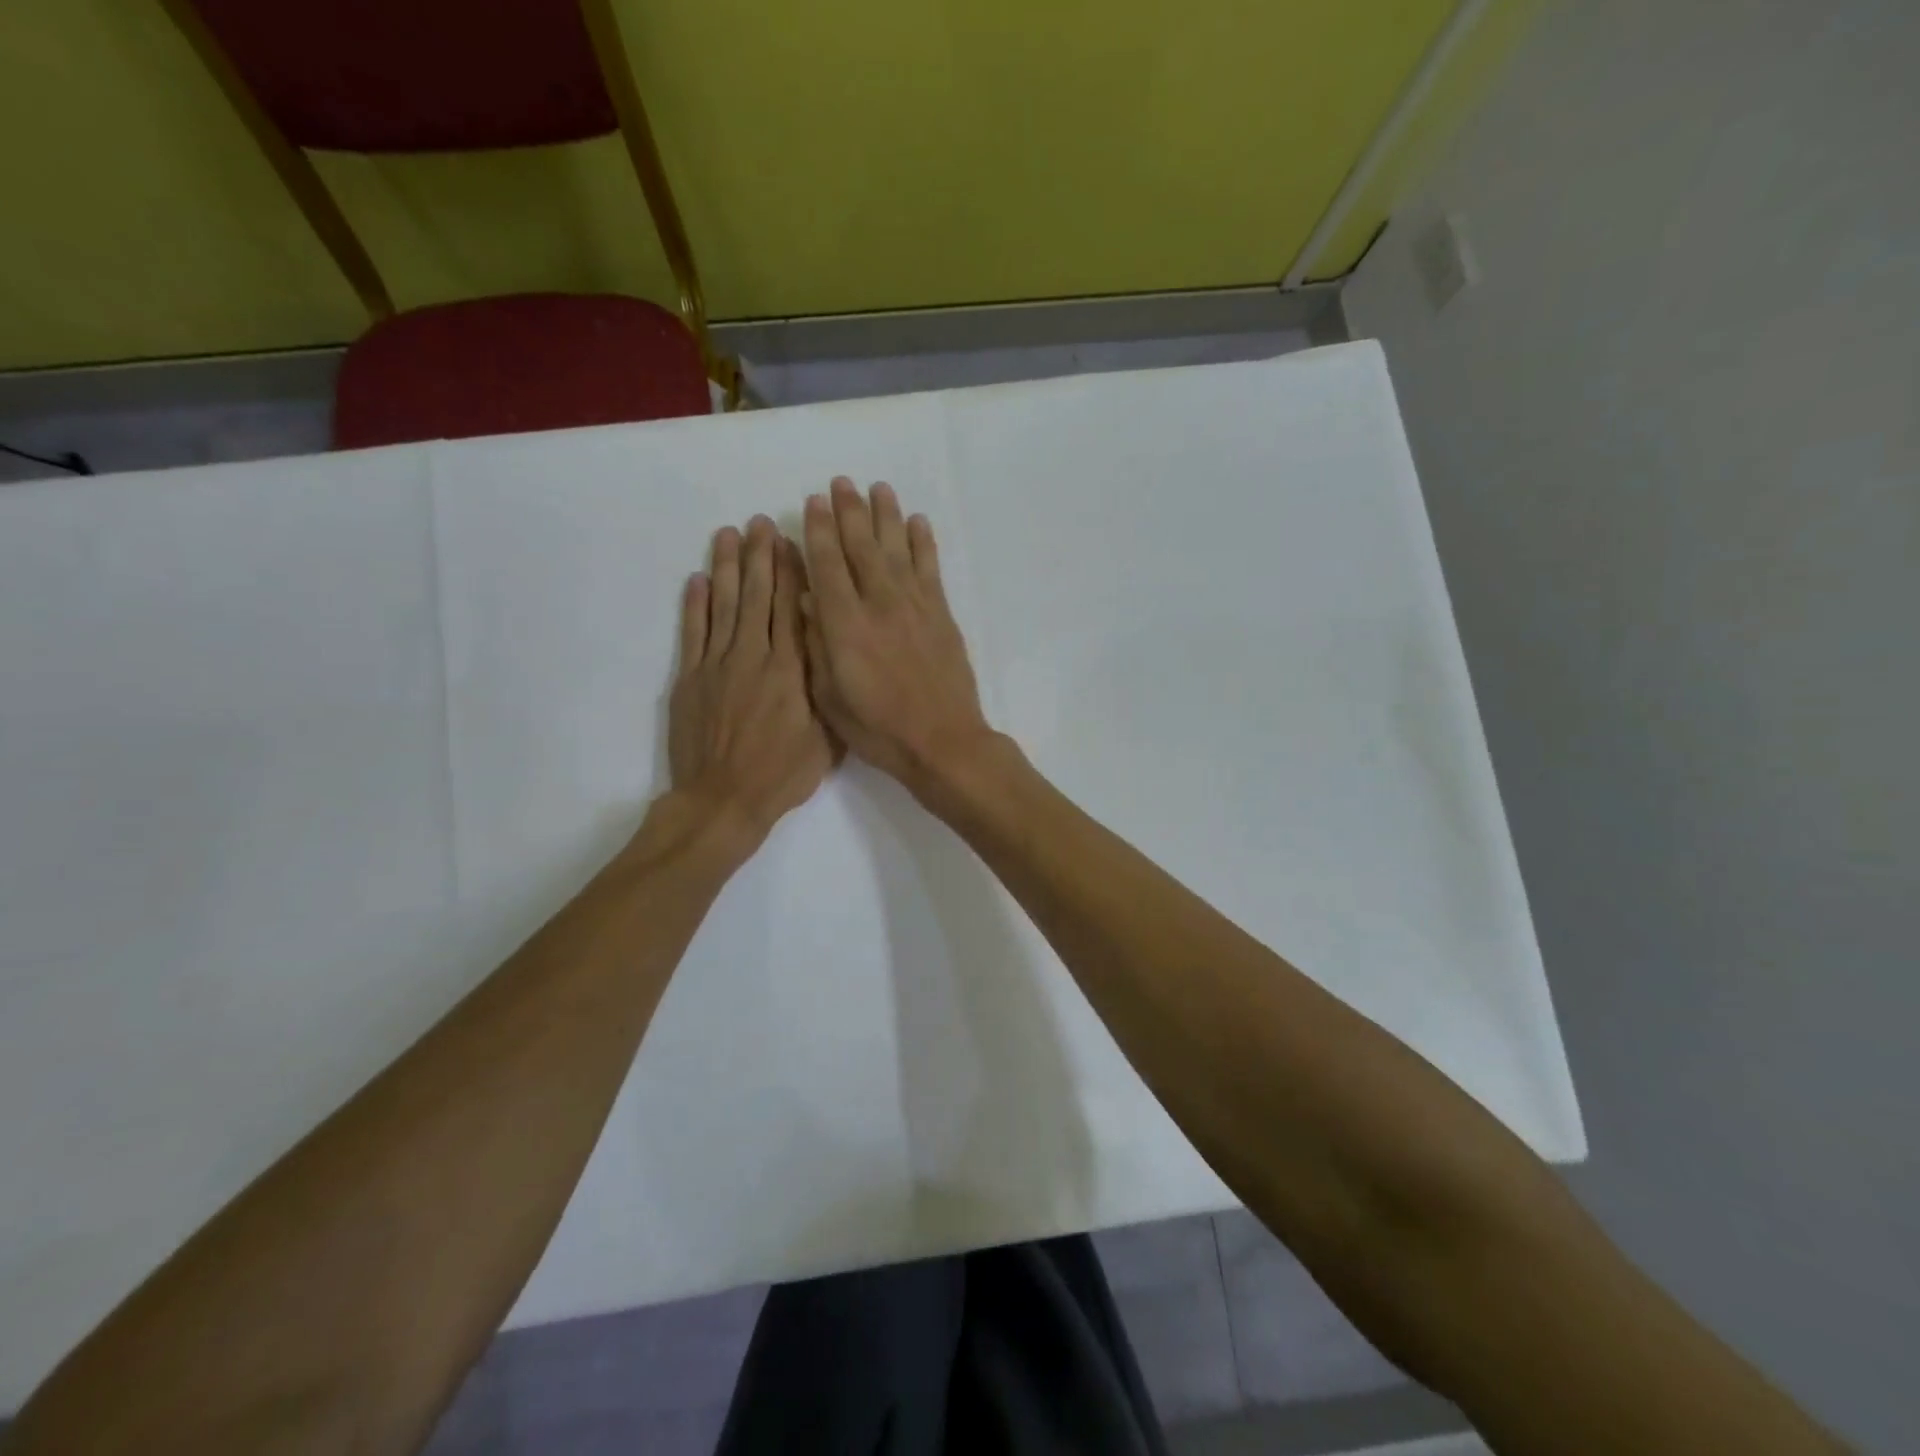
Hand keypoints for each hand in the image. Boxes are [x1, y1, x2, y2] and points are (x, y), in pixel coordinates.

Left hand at [669, 516, 834, 838]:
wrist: (724, 800)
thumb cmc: (783, 774)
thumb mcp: (826, 738)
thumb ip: (827, 690)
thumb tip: (830, 650)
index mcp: (790, 670)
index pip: (791, 609)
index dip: (792, 572)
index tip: (792, 541)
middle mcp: (753, 657)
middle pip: (757, 596)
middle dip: (760, 557)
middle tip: (760, 522)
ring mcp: (717, 665)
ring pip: (723, 606)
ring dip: (726, 567)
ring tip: (729, 534)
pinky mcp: (690, 679)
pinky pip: (693, 633)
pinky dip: (694, 604)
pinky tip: (698, 579)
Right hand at [800, 477, 993, 794]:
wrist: (942, 741)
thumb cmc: (878, 728)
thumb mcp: (829, 696)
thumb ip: (816, 644)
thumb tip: (808, 600)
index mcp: (844, 625)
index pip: (826, 565)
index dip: (818, 531)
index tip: (813, 502)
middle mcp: (878, 604)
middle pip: (861, 546)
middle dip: (849, 511)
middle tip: (841, 483)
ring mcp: (914, 605)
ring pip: (896, 548)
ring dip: (886, 515)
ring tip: (878, 488)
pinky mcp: (941, 613)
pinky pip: (930, 567)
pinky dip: (923, 542)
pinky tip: (918, 522)